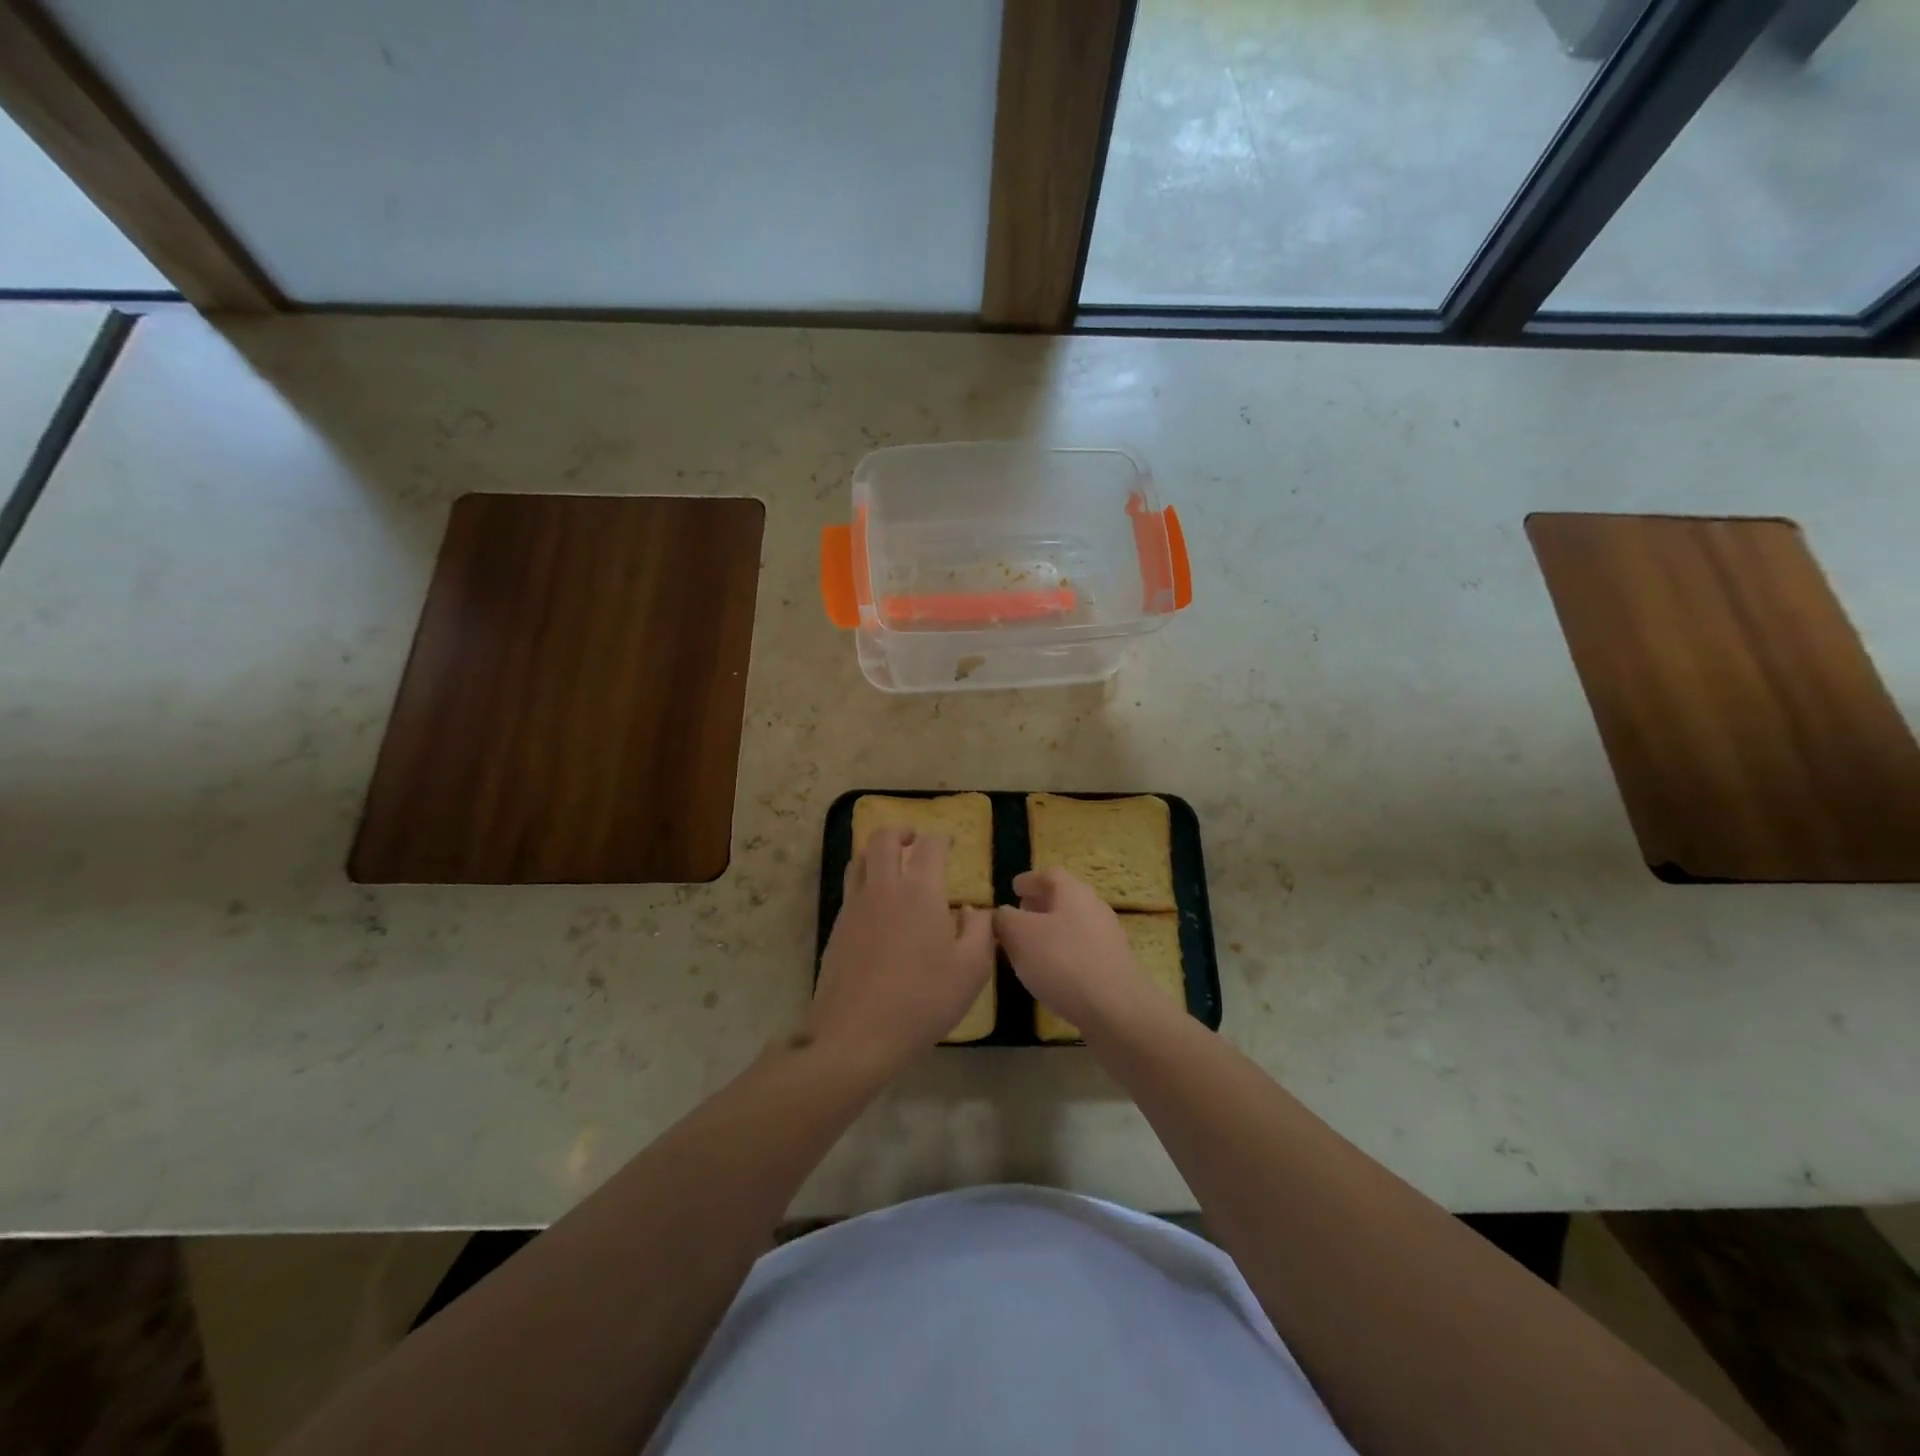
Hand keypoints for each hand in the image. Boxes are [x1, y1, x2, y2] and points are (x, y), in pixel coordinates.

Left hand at [805, 828, 994, 1074]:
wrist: (857, 1034)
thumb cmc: (923, 1000)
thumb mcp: (971, 970)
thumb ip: (980, 931)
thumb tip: (974, 909)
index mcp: (920, 890)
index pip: (929, 846)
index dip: (942, 839)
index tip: (950, 844)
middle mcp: (884, 887)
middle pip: (884, 838)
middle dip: (902, 832)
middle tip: (915, 841)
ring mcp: (855, 906)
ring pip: (860, 859)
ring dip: (878, 852)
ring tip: (893, 866)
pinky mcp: (837, 927)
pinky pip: (850, 888)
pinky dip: (864, 880)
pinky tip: (877, 905)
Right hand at [993, 868, 1168, 1036]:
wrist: (1116, 1010)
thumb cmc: (1062, 962)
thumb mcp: (1019, 936)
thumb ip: (1004, 919)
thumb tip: (1001, 913)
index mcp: (1073, 892)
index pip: (1049, 875)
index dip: (1029, 880)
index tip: (1013, 888)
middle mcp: (1094, 908)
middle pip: (1064, 898)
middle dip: (1039, 904)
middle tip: (1018, 914)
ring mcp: (1108, 938)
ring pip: (1073, 924)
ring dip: (1051, 930)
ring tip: (1029, 946)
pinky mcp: (1113, 966)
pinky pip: (1082, 949)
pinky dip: (1063, 952)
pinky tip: (1050, 972)